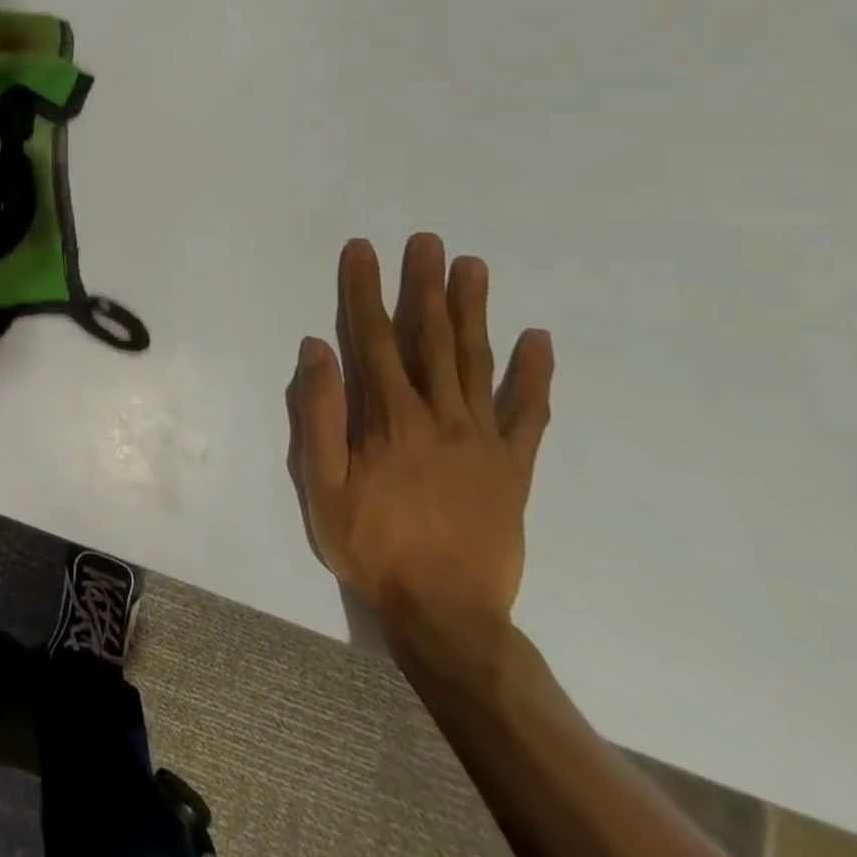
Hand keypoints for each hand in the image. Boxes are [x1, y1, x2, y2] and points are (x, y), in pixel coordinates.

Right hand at [287, 233, 553, 638]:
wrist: (447, 615)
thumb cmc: (371, 545)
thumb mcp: (320, 483)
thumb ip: (319, 413)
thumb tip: (317, 349)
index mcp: (390, 419)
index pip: (373, 338)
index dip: (365, 291)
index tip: (364, 249)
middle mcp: (440, 416)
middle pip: (431, 338)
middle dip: (426, 285)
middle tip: (429, 241)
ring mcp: (484, 440)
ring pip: (477, 362)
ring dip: (474, 311)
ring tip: (474, 267)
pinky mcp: (514, 467)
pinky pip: (528, 414)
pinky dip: (535, 375)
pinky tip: (539, 341)